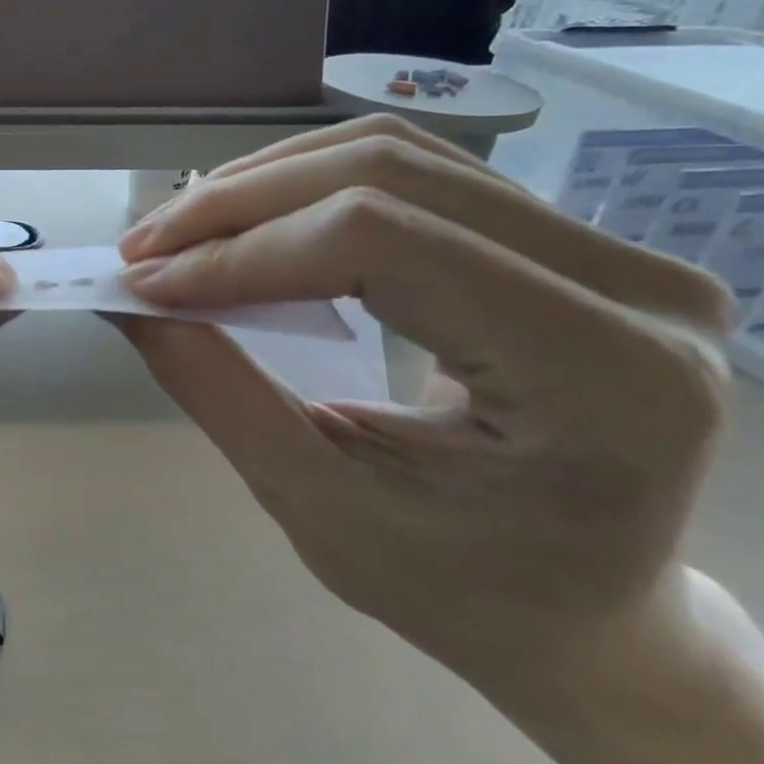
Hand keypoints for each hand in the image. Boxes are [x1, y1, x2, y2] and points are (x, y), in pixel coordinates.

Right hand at [113, 115, 733, 706]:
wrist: (580, 611)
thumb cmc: (457, 590)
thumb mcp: (317, 506)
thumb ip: (217, 390)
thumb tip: (129, 300)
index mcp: (604, 377)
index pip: (382, 243)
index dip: (244, 252)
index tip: (144, 285)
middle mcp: (634, 287)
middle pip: (386, 172)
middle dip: (238, 203)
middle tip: (144, 248)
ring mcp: (611, 250)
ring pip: (394, 152)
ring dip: (264, 185)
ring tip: (180, 233)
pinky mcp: (566, 239)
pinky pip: (412, 172)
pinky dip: (304, 187)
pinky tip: (245, 224)